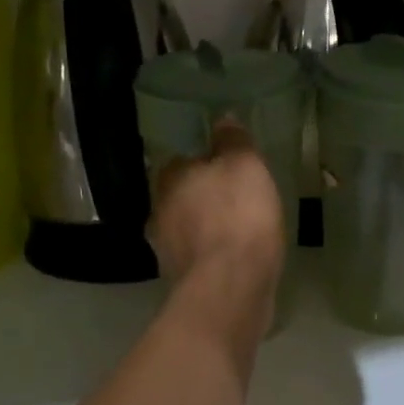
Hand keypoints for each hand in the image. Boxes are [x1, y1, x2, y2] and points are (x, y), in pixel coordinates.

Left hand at [150, 120, 285, 291]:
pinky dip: (212, 254)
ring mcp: (166, 251)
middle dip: (203, 196)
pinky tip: (234, 256)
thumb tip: (222, 118)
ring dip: (206, 227)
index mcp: (169, 179)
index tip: (228, 168)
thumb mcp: (245, 165)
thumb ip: (232, 140)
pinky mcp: (181, 281)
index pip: (181, 162)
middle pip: (182, 196)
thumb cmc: (238, 216)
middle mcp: (158, 212)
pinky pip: (199, 257)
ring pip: (187, 229)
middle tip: (235, 197)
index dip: (204, 163)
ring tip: (238, 228)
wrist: (230, 287)